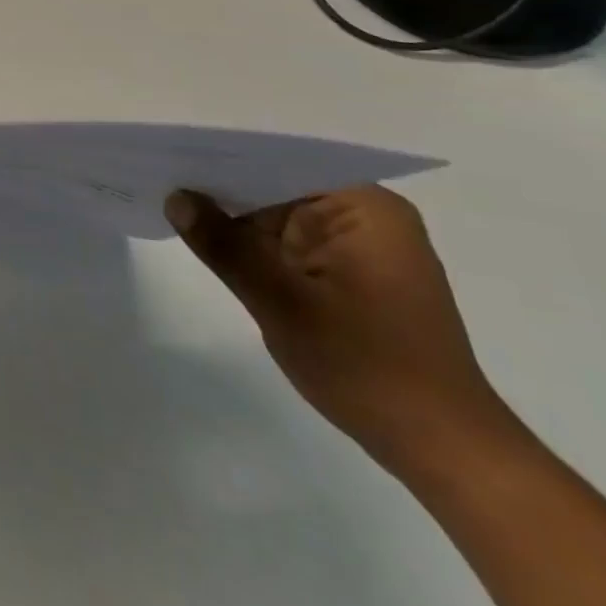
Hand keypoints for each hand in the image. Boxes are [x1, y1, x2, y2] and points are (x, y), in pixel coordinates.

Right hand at [166, 186, 520, 476]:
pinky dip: (255, 247)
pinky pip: (290, 244)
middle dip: (224, 187)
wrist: (445, 452)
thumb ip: (224, 245)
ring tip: (172, 201)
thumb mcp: (281, 303)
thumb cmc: (368, 368)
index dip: (223, 156)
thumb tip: (174, 196)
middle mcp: (365, 216)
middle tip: (160, 176)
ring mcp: (359, 247)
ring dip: (237, 219)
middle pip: (277, 185)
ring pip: (279, 216)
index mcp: (363, 206)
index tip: (171, 153)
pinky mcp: (351, 276)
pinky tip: (212, 243)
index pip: (279, 160)